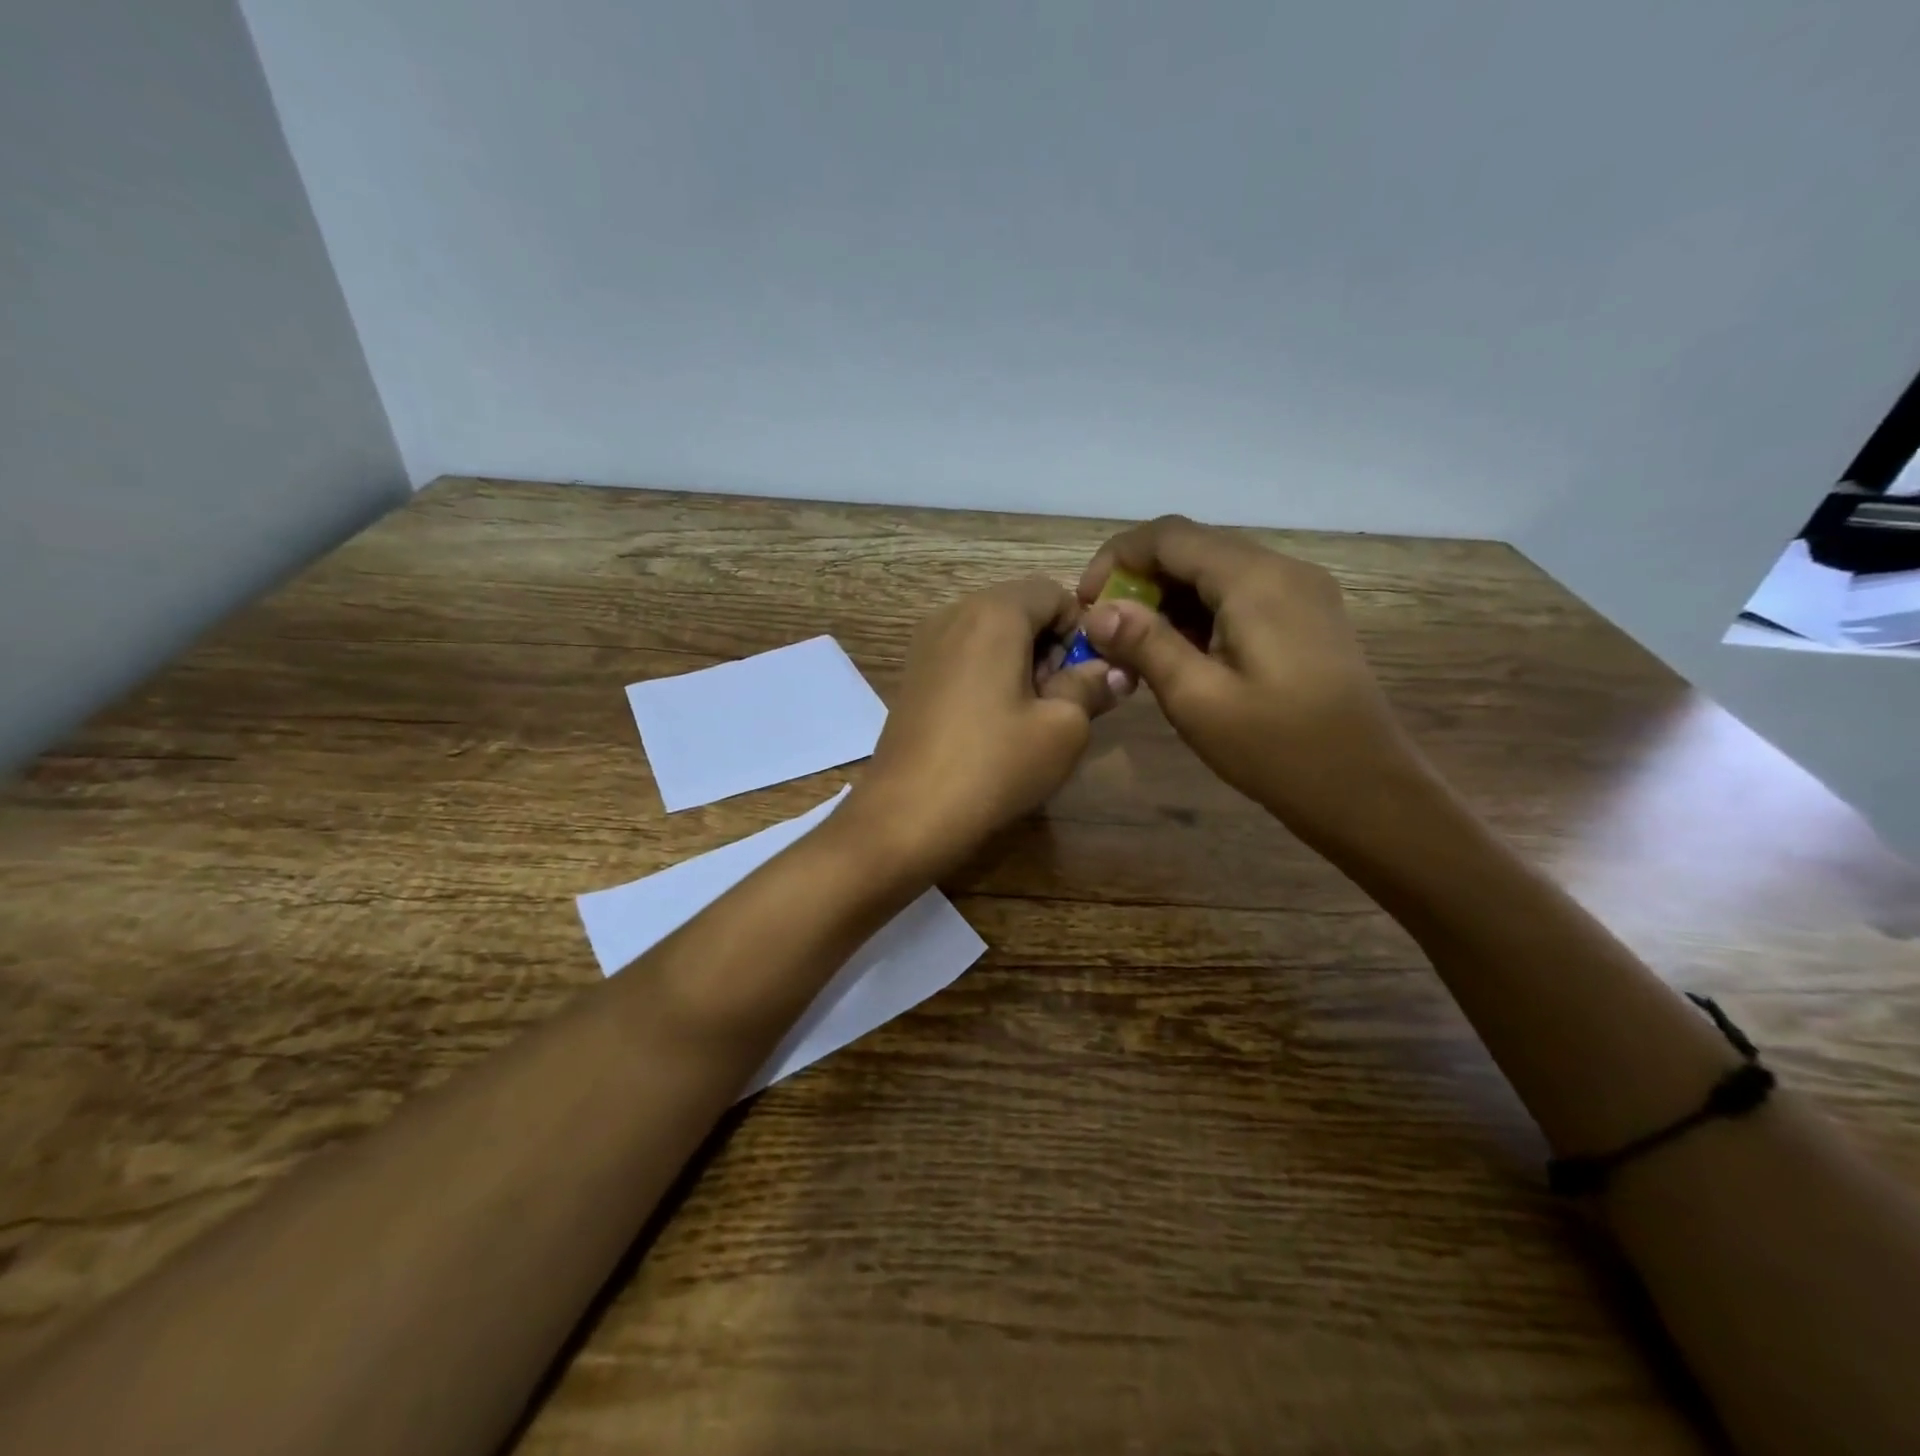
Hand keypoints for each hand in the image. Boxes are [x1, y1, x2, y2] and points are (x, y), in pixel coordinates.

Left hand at [846, 577, 1117, 877]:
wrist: (905, 815)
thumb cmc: (993, 765)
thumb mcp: (1062, 729)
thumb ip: (1092, 687)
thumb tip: (1113, 671)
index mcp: (993, 612)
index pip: (1054, 592)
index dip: (1082, 630)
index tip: (1086, 679)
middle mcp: (953, 614)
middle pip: (1020, 610)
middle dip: (1051, 647)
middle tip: (1060, 703)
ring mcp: (926, 645)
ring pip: (991, 635)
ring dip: (1021, 664)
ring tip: (1026, 719)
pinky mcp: (913, 676)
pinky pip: (964, 657)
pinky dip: (989, 676)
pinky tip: (991, 726)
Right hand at [1078, 515, 1422, 833]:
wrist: (1364, 789)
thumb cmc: (1276, 748)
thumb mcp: (1197, 699)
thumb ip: (1145, 644)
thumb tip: (1099, 611)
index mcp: (1254, 579)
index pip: (1169, 535)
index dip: (1117, 558)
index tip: (1087, 605)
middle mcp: (1282, 568)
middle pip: (1194, 547)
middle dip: (1140, 580)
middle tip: (1108, 631)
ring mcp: (1301, 590)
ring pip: (1217, 570)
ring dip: (1169, 598)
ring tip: (1138, 648)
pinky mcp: (1307, 615)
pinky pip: (1241, 593)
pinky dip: (1201, 611)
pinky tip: (1183, 653)